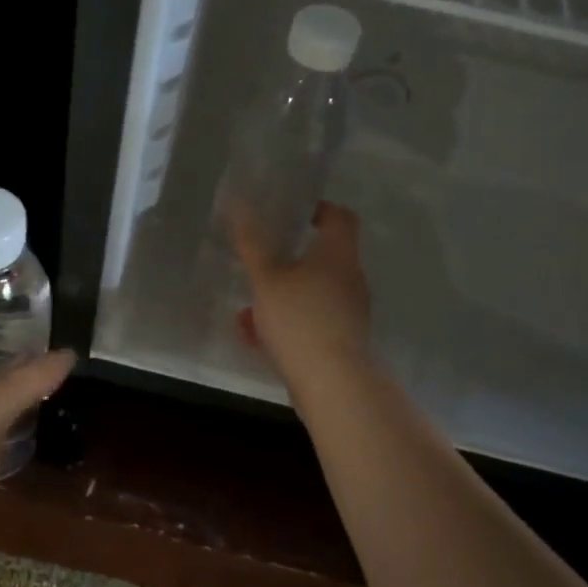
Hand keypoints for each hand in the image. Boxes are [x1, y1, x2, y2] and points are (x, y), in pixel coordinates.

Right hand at [231, 200, 373, 394]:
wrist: (332, 383)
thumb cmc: (299, 320)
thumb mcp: (266, 279)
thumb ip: (251, 243)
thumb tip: (238, 203)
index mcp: (338, 255)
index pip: (340, 217)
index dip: (319, 210)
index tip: (294, 214)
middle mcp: (350, 279)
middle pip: (323, 258)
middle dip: (289, 260)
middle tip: (260, 262)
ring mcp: (349, 313)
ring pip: (312, 293)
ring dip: (283, 295)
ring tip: (248, 308)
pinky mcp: (342, 341)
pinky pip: (311, 321)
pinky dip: (287, 322)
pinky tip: (255, 336)